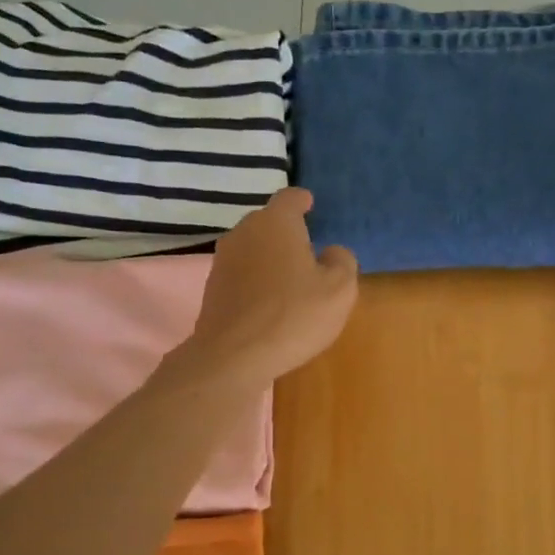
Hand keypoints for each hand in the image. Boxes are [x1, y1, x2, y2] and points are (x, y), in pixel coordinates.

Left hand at [187, 188, 358, 384]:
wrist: (234, 357)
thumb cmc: (293, 315)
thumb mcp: (339, 290)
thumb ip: (342, 262)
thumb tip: (331, 253)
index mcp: (276, 223)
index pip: (290, 198)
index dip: (302, 201)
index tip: (310, 205)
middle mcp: (244, 232)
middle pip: (268, 222)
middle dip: (287, 231)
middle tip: (307, 249)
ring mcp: (223, 260)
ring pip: (253, 248)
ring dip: (270, 257)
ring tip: (289, 278)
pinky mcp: (212, 288)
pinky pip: (241, 274)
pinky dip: (256, 280)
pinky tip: (269, 302)